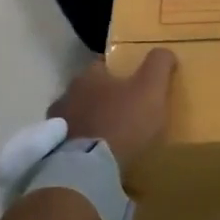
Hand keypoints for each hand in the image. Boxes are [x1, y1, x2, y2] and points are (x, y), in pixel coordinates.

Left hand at [49, 48, 177, 171]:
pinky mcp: (54, 149)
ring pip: (78, 115)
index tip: (134, 81)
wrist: (90, 168)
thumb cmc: (123, 122)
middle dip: (104, 97)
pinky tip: (97, 154)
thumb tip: (165, 52)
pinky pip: (72, 140)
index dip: (120, 71)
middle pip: (89, 90)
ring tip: (111, 135)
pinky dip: (84, 143)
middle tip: (125, 109)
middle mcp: (67, 94)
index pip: (104, 64)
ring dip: (92, 120)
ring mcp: (58, 123)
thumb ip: (159, 65)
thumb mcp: (151, 89)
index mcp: (89, 75)